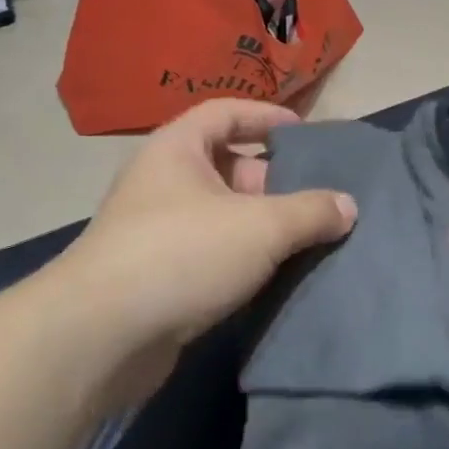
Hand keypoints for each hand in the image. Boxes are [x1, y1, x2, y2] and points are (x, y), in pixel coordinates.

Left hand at [58, 99, 356, 399]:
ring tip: (310, 238)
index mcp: (178, 148)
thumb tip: (348, 206)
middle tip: (319, 198)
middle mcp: (163, 181)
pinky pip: (211, 251)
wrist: (101, 336)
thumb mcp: (260, 226)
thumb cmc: (183, 254)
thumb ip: (310, 212)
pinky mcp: (158, 274)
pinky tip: (275, 275)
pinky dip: (242, 257)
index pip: (226, 112)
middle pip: (228, 165)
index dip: (268, 116)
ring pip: (222, 214)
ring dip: (262, 224)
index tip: (306, 134)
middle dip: (274, 180)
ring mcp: (156, 229)